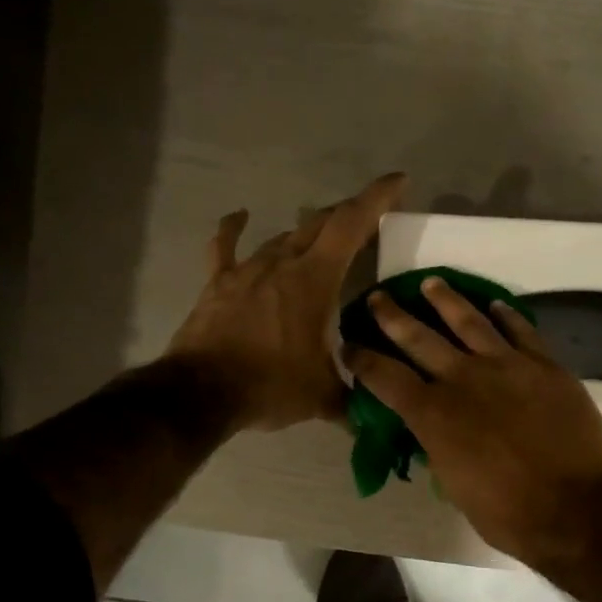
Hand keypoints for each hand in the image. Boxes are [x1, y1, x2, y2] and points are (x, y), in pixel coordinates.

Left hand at [168, 173, 404, 430]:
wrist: (202, 392)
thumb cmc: (271, 386)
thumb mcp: (323, 396)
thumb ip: (352, 400)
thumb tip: (372, 419)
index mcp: (315, 280)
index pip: (351, 224)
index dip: (377, 198)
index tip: (399, 182)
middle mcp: (283, 262)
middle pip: (319, 224)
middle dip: (347, 216)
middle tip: (366, 222)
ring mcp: (247, 270)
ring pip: (282, 237)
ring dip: (305, 234)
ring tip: (321, 238)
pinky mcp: (219, 283)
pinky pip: (226, 247)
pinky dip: (234, 230)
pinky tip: (239, 216)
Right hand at [347, 276, 601, 563]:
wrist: (575, 508)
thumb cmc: (508, 514)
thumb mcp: (455, 487)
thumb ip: (439, 450)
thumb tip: (432, 434)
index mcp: (432, 415)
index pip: (384, 377)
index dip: (362, 360)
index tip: (348, 345)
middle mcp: (462, 379)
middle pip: (418, 337)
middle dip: (391, 316)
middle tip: (376, 297)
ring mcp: (506, 366)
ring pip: (468, 321)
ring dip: (445, 300)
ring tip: (430, 283)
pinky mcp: (545, 366)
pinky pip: (521, 330)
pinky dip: (506, 315)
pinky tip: (495, 305)